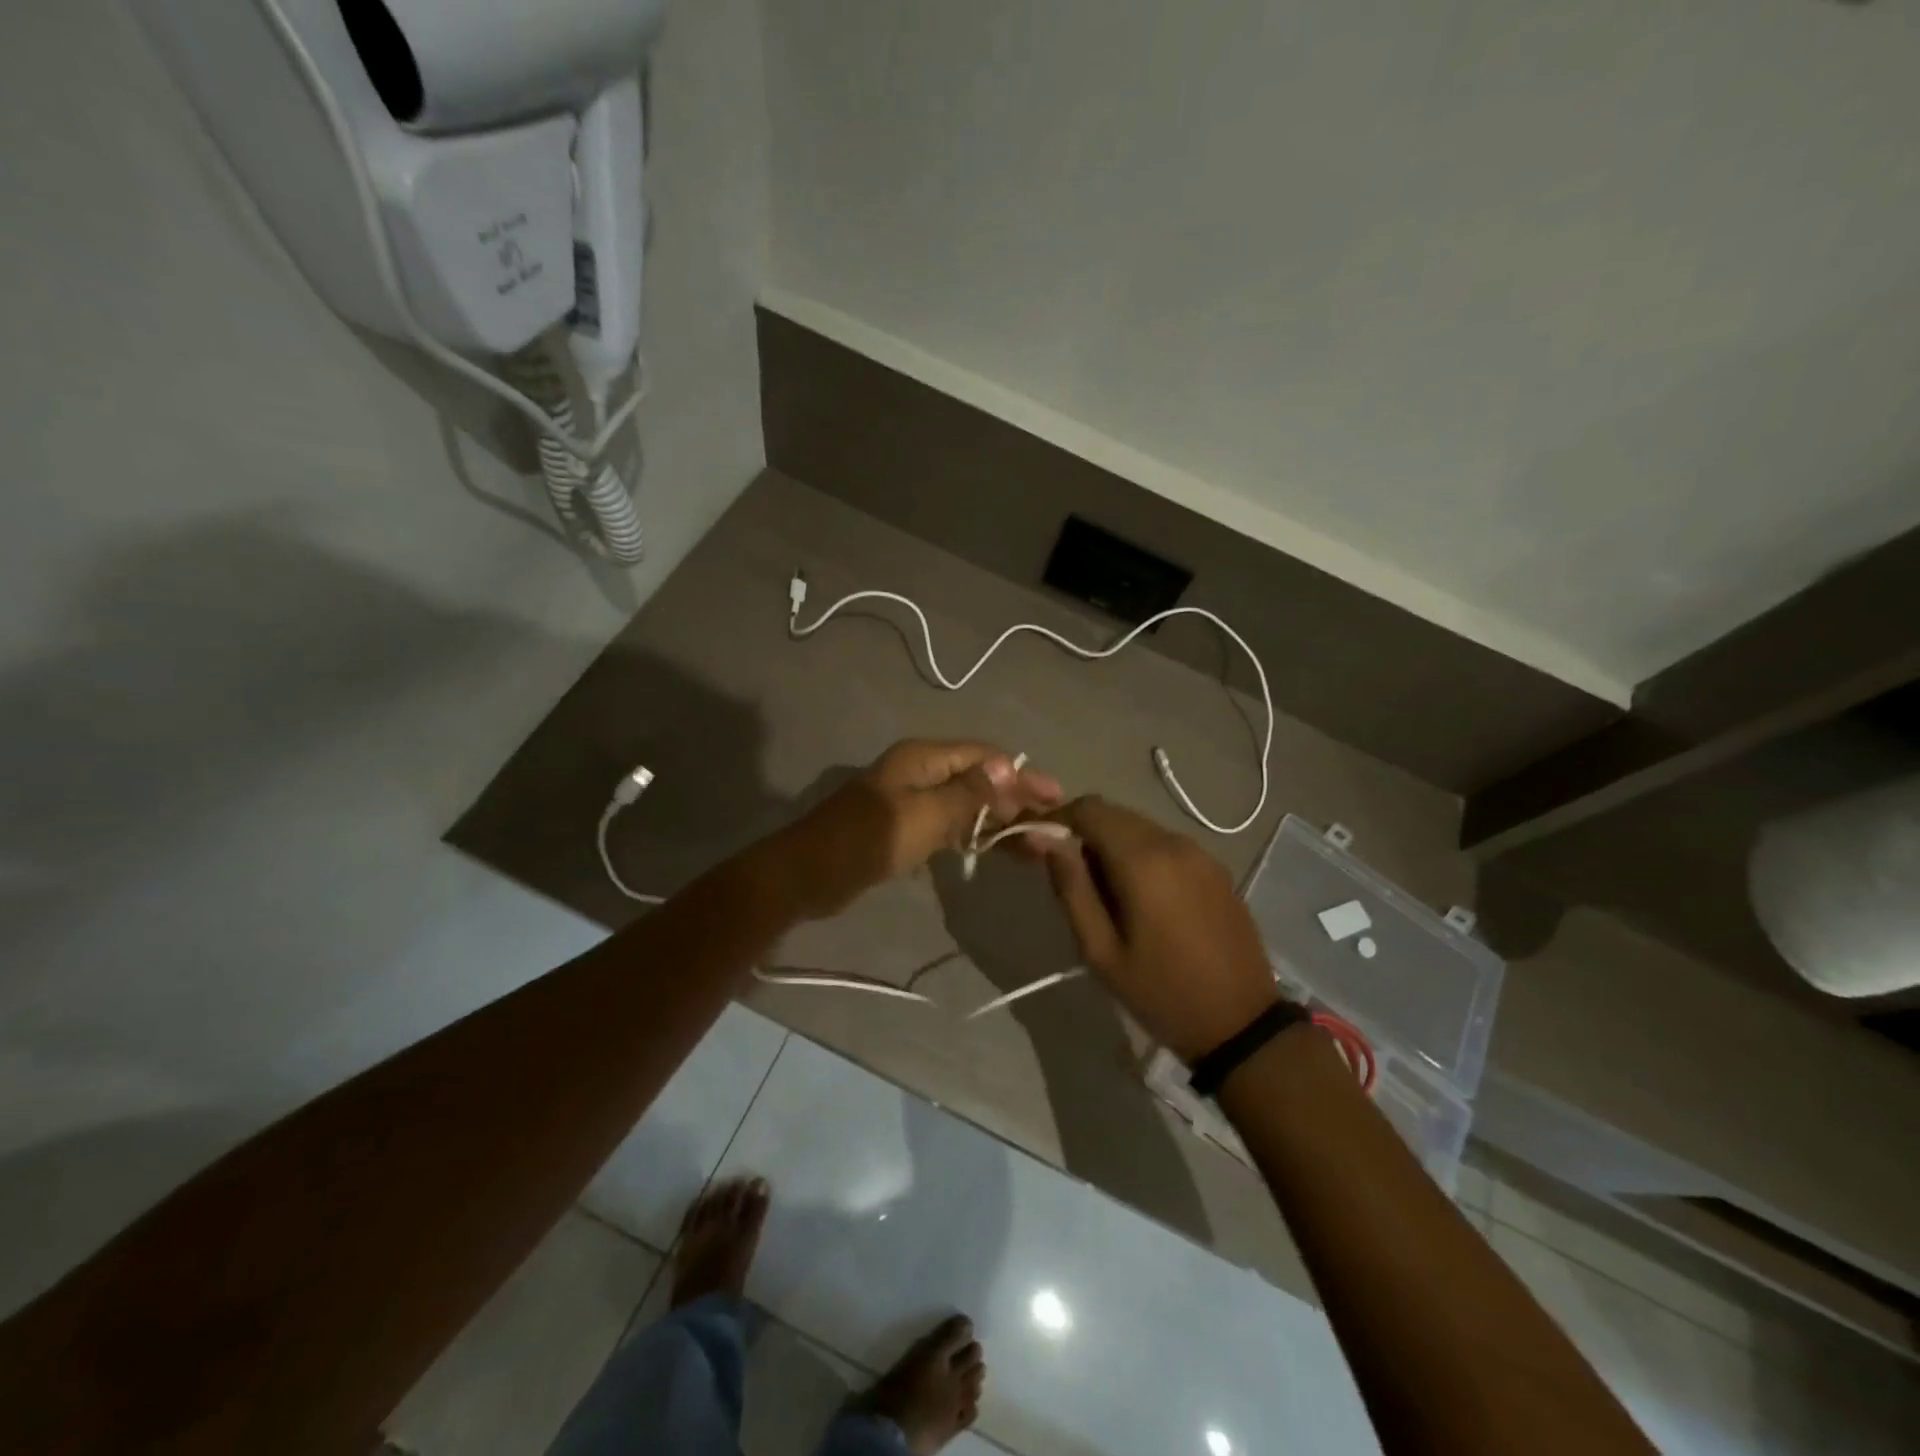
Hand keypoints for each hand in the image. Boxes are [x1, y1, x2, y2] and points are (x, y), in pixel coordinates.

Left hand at [767, 739, 1062, 920]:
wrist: (808, 875)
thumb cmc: (868, 840)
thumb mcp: (925, 815)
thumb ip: (969, 793)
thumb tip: (1008, 767)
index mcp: (924, 758)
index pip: (985, 757)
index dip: (1022, 775)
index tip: (1057, 797)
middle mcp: (921, 772)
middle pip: (980, 780)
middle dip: (1016, 802)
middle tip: (1053, 829)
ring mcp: (912, 801)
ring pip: (968, 806)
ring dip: (1000, 823)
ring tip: (1036, 847)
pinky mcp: (905, 828)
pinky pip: (950, 826)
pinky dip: (975, 837)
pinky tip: (998, 851)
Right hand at [1039, 797, 1279, 1059]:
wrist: (1242, 1023)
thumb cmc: (1161, 992)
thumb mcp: (1101, 951)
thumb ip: (1071, 887)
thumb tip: (1042, 838)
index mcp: (1143, 860)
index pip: (1089, 809)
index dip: (1058, 818)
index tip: (1040, 846)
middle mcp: (1173, 842)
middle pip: (1115, 814)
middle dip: (1084, 834)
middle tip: (1071, 878)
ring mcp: (1200, 853)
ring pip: (1140, 828)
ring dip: (1113, 845)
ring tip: (1106, 895)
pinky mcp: (1215, 868)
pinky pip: (1165, 845)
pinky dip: (1142, 855)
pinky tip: (1142, 898)